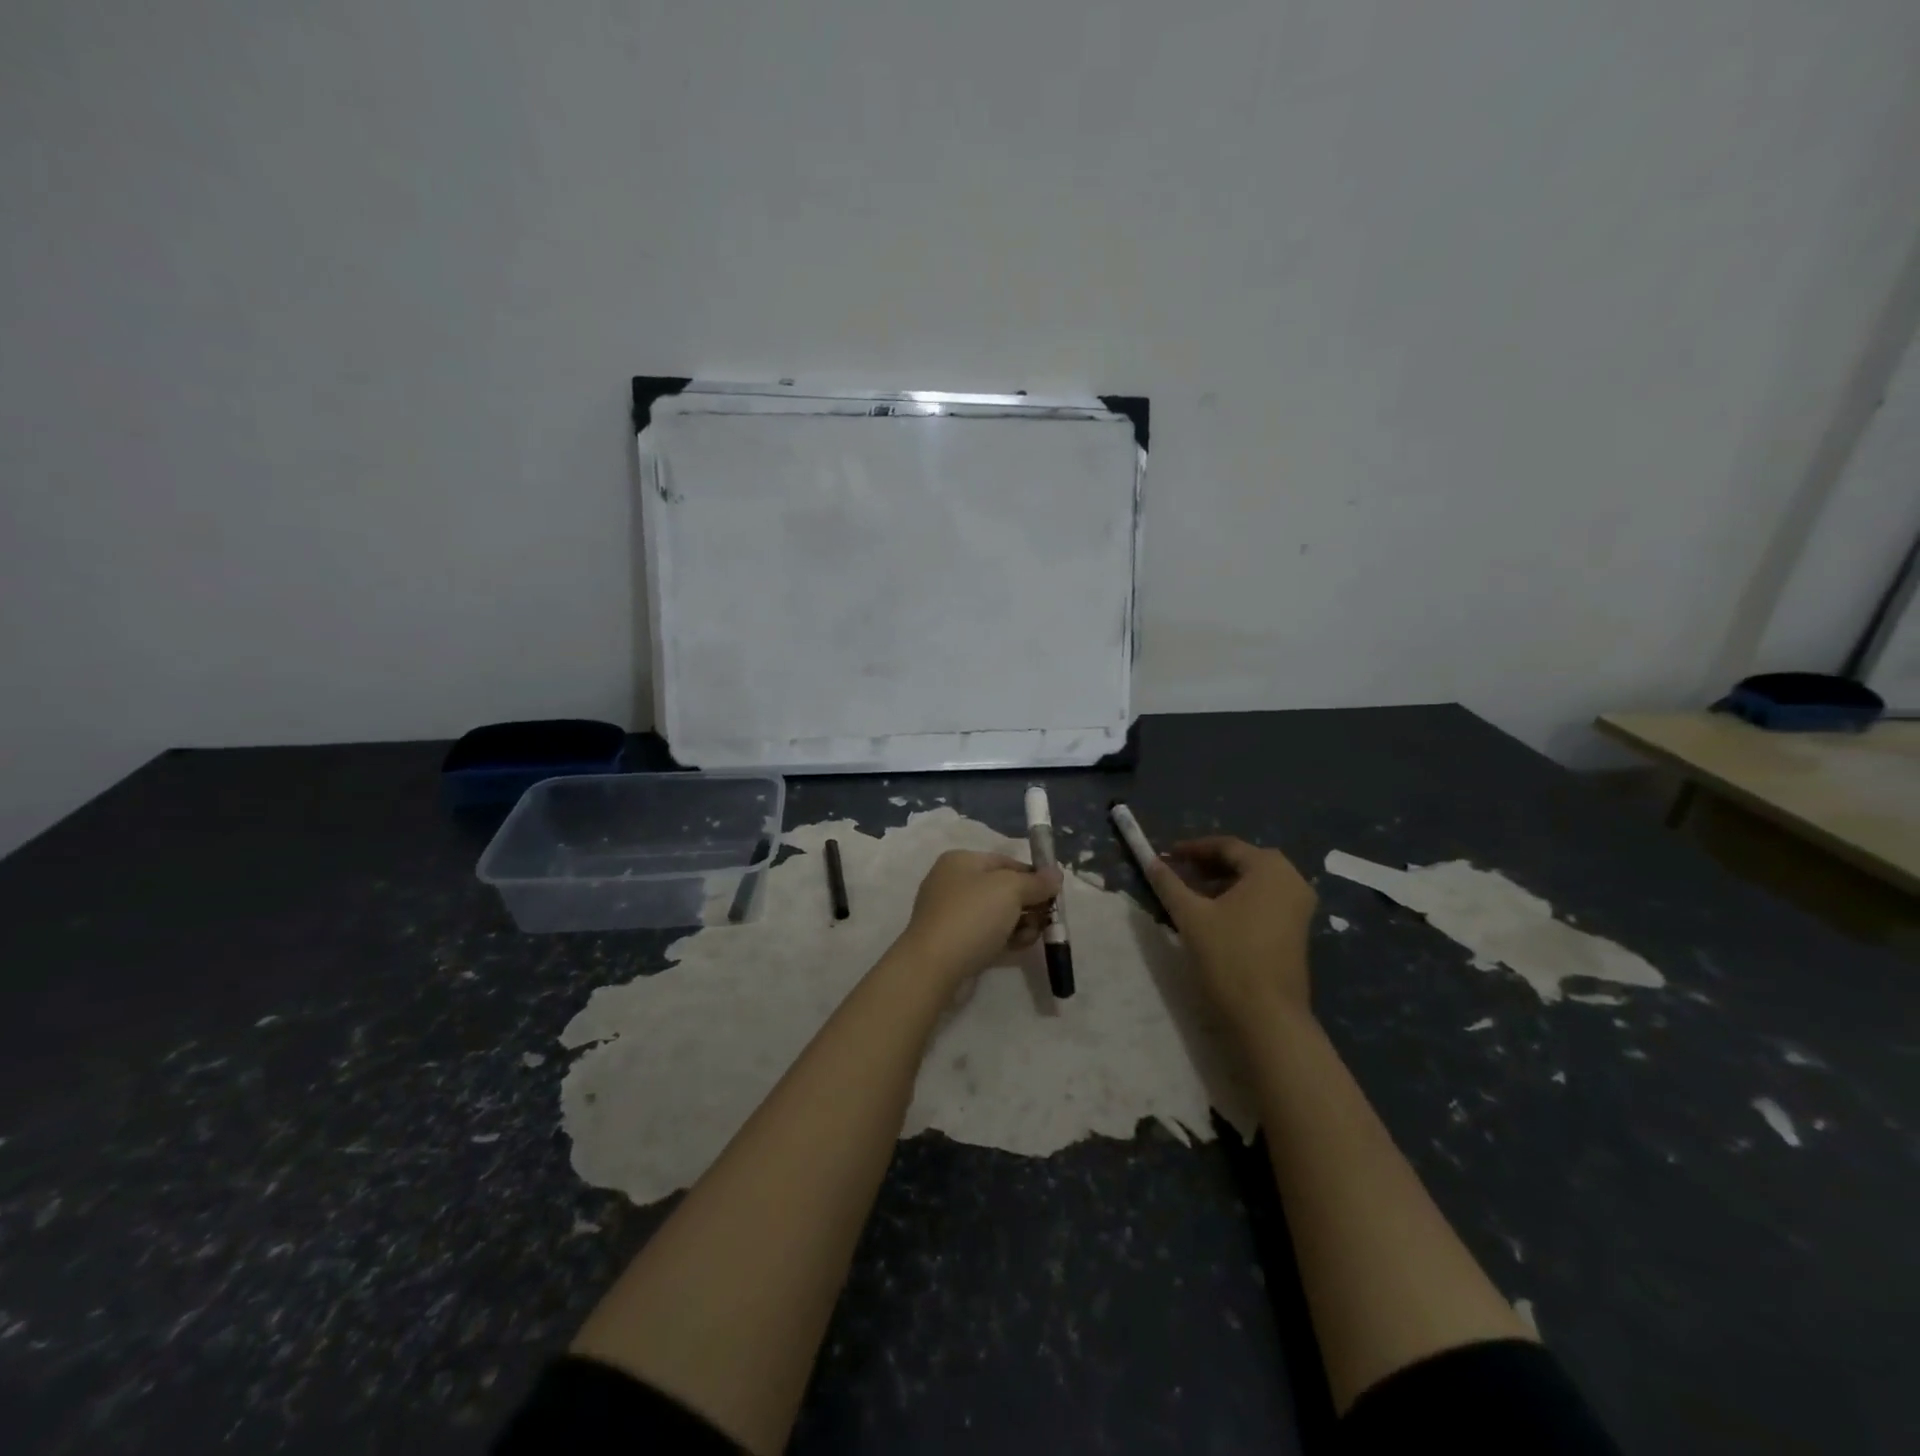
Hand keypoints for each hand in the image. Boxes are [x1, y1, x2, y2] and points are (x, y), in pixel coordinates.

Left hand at [897, 851, 1061, 983]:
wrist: (934, 966)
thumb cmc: (972, 916)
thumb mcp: (1010, 890)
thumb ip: (1036, 882)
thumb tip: (1056, 874)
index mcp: (960, 861)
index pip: (1006, 862)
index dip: (1032, 875)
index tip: (1054, 893)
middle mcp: (953, 883)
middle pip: (1003, 889)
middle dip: (1028, 903)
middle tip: (1046, 919)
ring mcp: (951, 914)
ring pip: (997, 914)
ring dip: (1020, 923)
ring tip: (1031, 936)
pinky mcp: (954, 942)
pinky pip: (987, 935)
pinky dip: (1005, 939)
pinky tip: (1019, 948)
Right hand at [1145, 836, 1317, 1022]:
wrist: (1267, 1016)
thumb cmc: (1228, 956)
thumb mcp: (1190, 915)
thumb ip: (1168, 883)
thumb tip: (1150, 861)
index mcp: (1269, 868)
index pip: (1226, 846)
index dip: (1193, 849)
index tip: (1166, 856)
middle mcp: (1292, 880)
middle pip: (1243, 861)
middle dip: (1207, 865)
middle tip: (1177, 874)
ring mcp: (1299, 906)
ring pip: (1254, 882)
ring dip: (1221, 883)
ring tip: (1190, 895)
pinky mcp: (1297, 930)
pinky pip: (1264, 901)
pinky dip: (1238, 900)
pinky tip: (1214, 915)